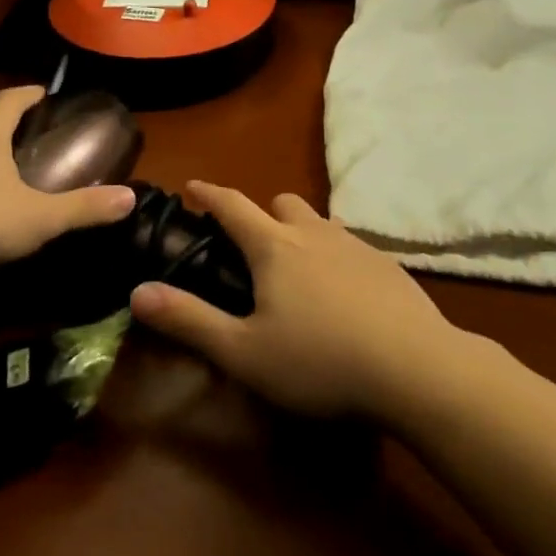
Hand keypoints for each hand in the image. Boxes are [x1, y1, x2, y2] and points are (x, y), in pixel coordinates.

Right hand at [129, 182, 462, 418]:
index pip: (232, 205)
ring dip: (301, 230)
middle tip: (250, 243)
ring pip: (320, 221)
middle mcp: (314, 233)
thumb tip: (137, 291)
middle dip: (260, 212)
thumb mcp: (244, 352)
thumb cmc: (320, 361)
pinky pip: (351, 244)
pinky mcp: (389, 265)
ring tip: (297, 266)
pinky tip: (343, 292)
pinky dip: (334, 253)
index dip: (209, 193)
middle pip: (282, 203)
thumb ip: (189, 320)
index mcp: (274, 247)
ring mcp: (356, 245)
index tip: (192, 186)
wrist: (418, 369)